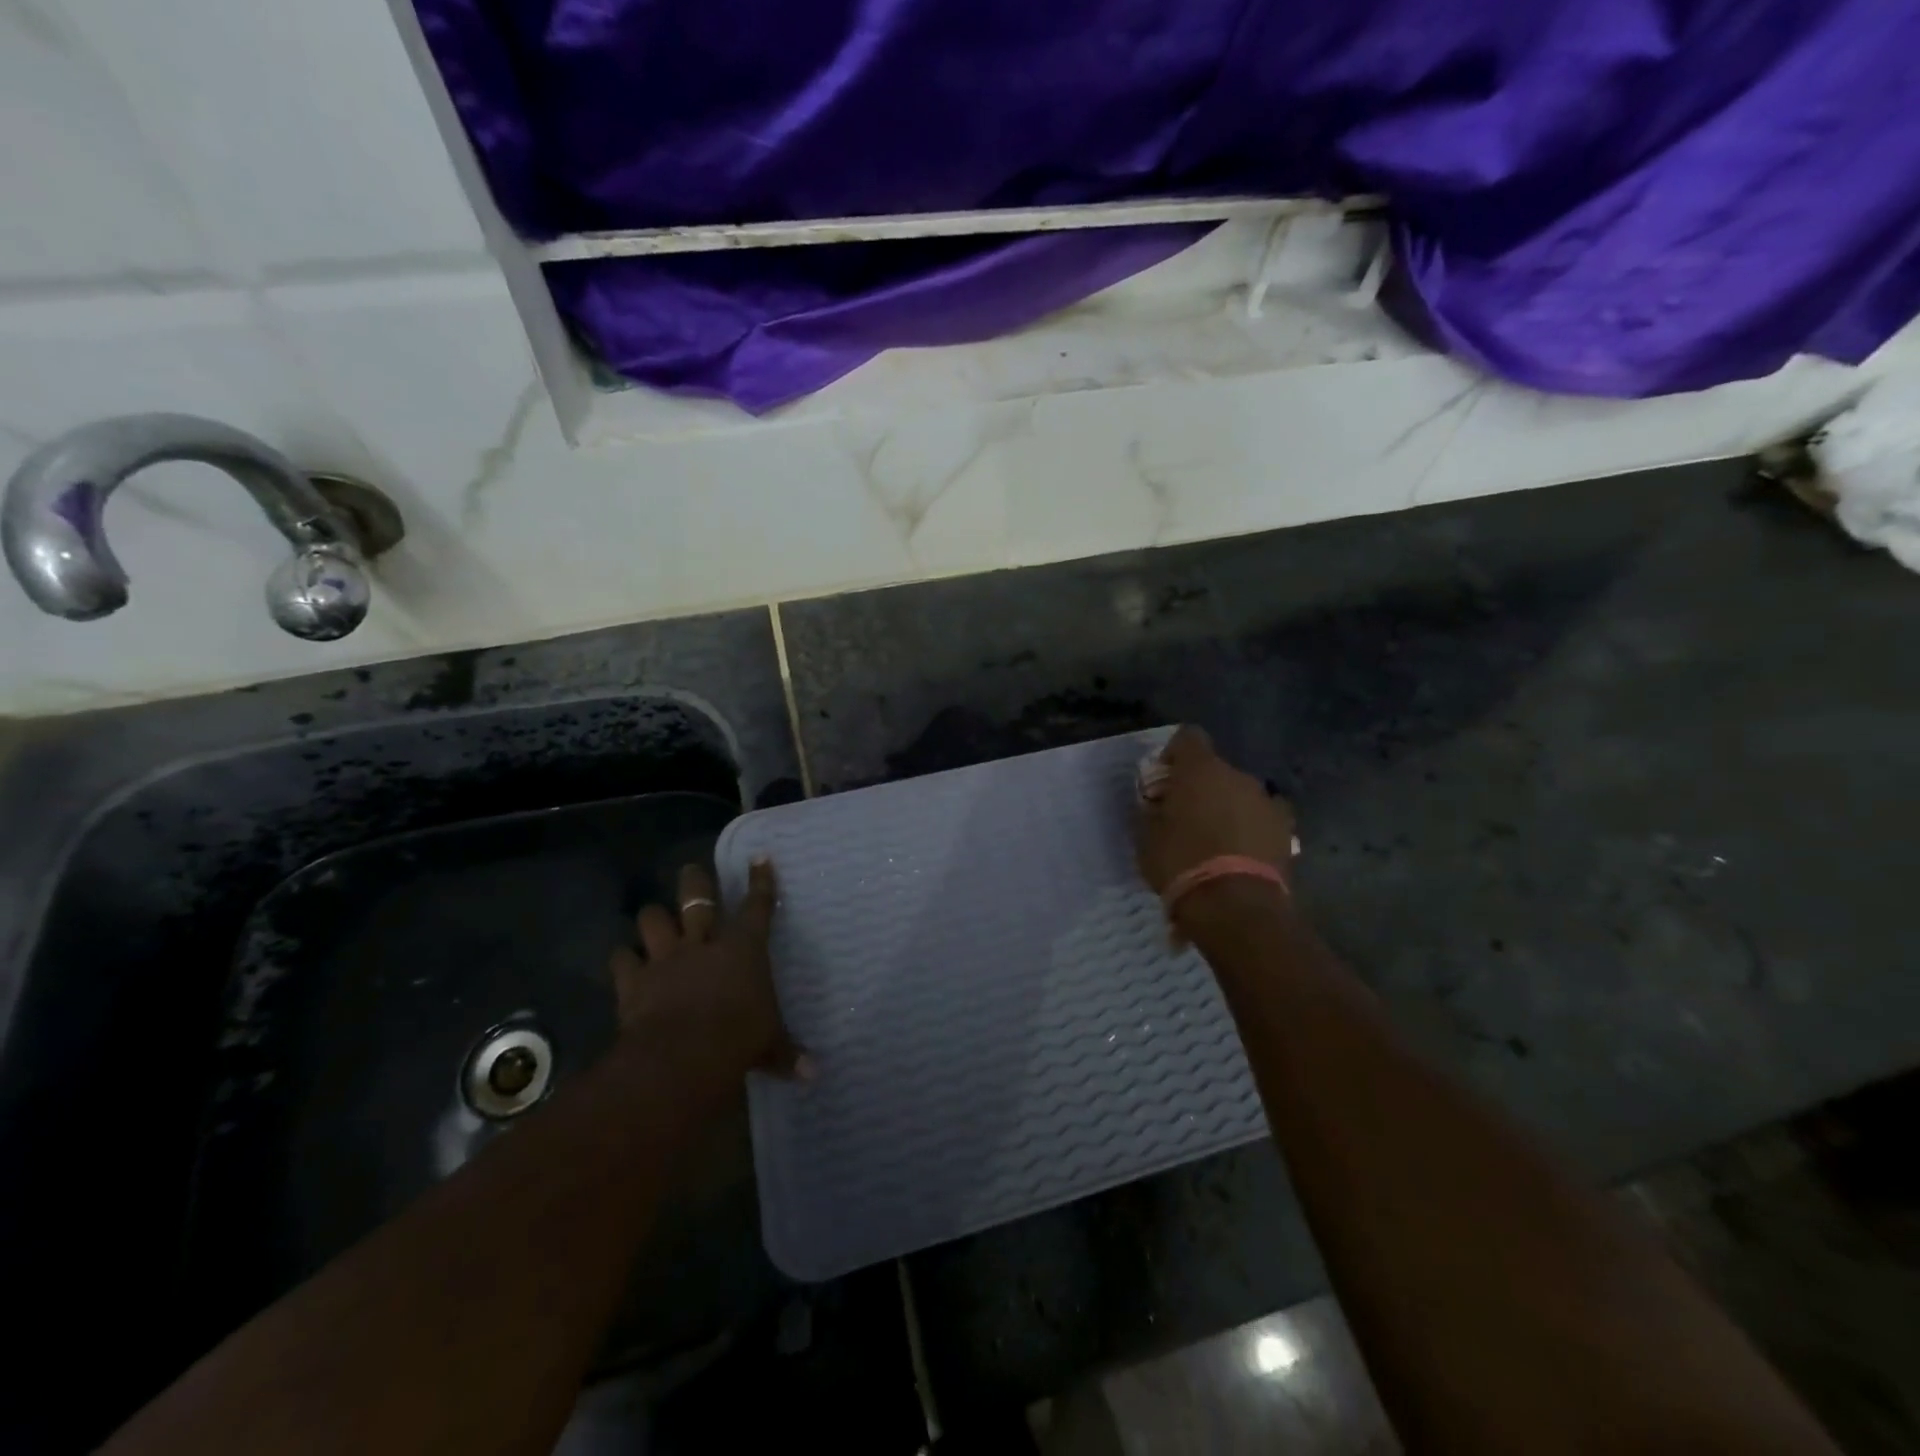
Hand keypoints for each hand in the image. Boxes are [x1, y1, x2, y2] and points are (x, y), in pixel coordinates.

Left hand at [609, 857, 809, 1080]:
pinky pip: (621, 960)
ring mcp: (666, 959)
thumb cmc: (739, 1039)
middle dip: (694, 881)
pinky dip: (622, 959)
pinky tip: (623, 960)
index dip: (760, 881)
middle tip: (691, 871)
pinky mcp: (634, 981)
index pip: (757, 906)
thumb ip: (787, 1053)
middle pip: (697, 897)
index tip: (759, 858)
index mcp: (744, 948)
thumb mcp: (769, 1045)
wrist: (683, 1055)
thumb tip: (814, 1074)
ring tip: (653, 918)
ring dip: (653, 918)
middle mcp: (703, 943)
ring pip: (653, 919)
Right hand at [1135, 726, 1296, 895]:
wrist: (1235, 905)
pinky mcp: (1286, 830)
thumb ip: (1151, 811)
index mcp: (1200, 769)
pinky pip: (1262, 818)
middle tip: (1186, 817)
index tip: (1165, 779)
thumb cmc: (1181, 863)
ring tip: (1215, 841)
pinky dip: (1251, 828)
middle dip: (1201, 787)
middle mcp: (1238, 775)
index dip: (1175, 754)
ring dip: (1228, 808)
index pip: (1188, 737)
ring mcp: (1267, 801)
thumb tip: (1156, 804)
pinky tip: (1241, 853)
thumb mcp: (1146, 837)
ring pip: (1240, 794)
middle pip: (1216, 769)